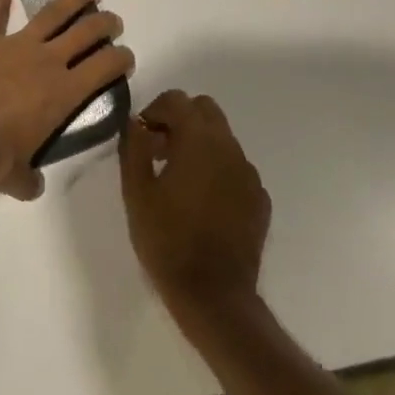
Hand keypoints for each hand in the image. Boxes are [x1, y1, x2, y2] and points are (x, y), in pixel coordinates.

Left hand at [0, 0, 132, 201]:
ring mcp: (13, 44)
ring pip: (52, 13)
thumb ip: (28, 178)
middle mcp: (45, 62)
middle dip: (104, 24)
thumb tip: (31, 184)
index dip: (120, 59)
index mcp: (62, 95)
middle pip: (85, 33)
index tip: (126, 56)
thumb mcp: (15, 177)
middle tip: (113, 20)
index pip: (104, 69)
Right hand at [120, 90, 270, 323]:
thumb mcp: (136, 191)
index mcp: (199, 141)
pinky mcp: (260, 199)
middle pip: (205, 111)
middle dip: (179, 121)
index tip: (141, 138)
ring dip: (198, 145)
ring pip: (222, 139)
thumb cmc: (166, 239)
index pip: (178, 100)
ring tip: (177, 180)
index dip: (155, 111)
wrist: (213, 295)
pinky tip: (201, 203)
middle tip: (158, 152)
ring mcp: (250, 174)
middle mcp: (230, 148)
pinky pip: (235, 168)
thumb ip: (134, 147)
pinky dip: (217, 171)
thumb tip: (136, 122)